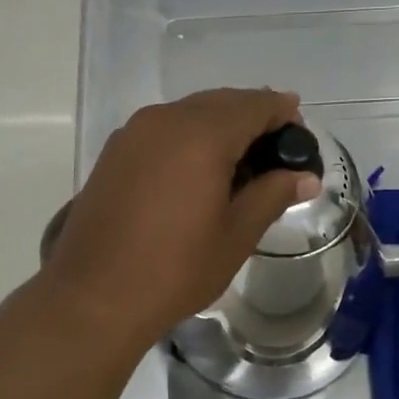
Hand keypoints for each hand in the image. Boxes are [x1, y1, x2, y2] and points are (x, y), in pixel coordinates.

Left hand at [43, 88, 318, 346]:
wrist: (93, 296)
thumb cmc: (175, 269)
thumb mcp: (236, 236)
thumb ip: (272, 195)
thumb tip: (306, 177)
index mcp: (201, 135)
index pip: (254, 105)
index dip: (283, 114)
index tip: (300, 136)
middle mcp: (165, 119)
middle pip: (221, 102)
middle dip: (252, 117)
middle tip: (276, 151)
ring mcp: (133, 132)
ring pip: (189, 112)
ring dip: (220, 125)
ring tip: (240, 162)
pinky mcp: (114, 151)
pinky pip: (163, 128)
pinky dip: (189, 136)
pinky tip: (198, 169)